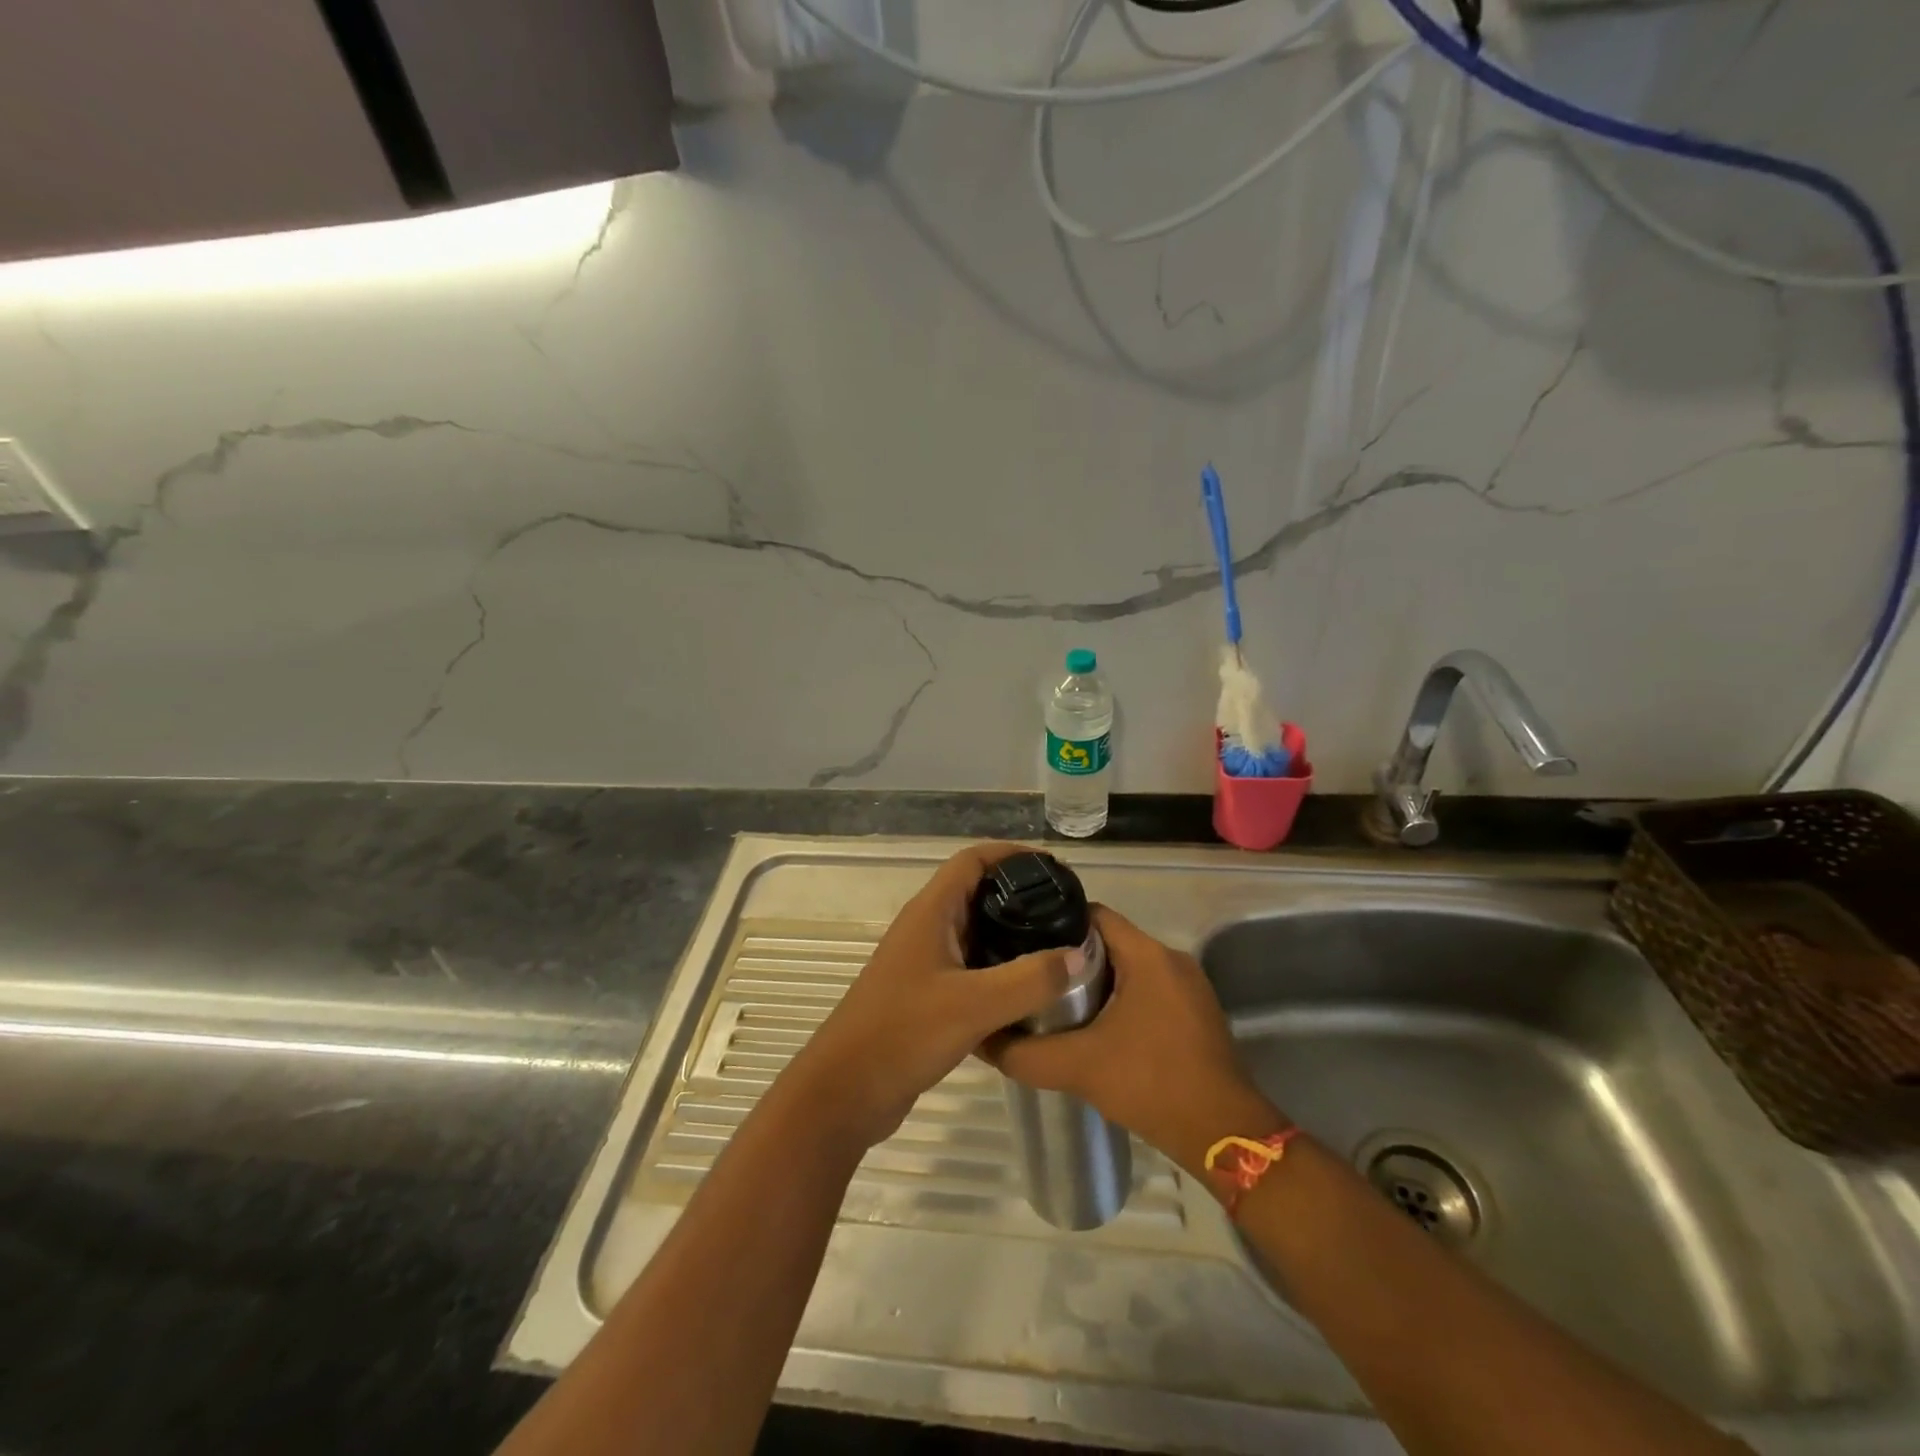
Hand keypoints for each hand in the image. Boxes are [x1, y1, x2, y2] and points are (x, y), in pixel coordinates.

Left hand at [781, 844, 1076, 1155]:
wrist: (846, 1091)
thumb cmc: (904, 1033)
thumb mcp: (974, 1005)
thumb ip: (1030, 979)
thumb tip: (1081, 954)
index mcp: (931, 912)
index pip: (973, 860)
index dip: (1013, 854)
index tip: (1056, 869)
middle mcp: (926, 928)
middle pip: (977, 893)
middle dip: (1020, 896)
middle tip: (1066, 911)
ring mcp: (924, 962)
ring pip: (975, 934)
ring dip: (1011, 935)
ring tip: (1057, 947)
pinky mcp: (926, 994)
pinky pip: (970, 968)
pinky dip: (999, 970)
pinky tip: (1029, 990)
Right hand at [984, 905, 1283, 1177]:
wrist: (1223, 1134)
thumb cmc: (1151, 1084)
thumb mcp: (1077, 1068)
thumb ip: (1024, 1053)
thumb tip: (981, 1040)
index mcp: (1147, 955)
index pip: (1093, 914)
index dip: (1055, 923)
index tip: (1025, 942)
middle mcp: (1171, 959)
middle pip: (1110, 939)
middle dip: (1070, 955)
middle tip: (1032, 975)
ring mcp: (1188, 985)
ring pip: (1128, 965)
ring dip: (1095, 979)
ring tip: (1054, 1000)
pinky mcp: (1194, 1011)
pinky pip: (1147, 987)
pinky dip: (1120, 997)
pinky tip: (1094, 1025)